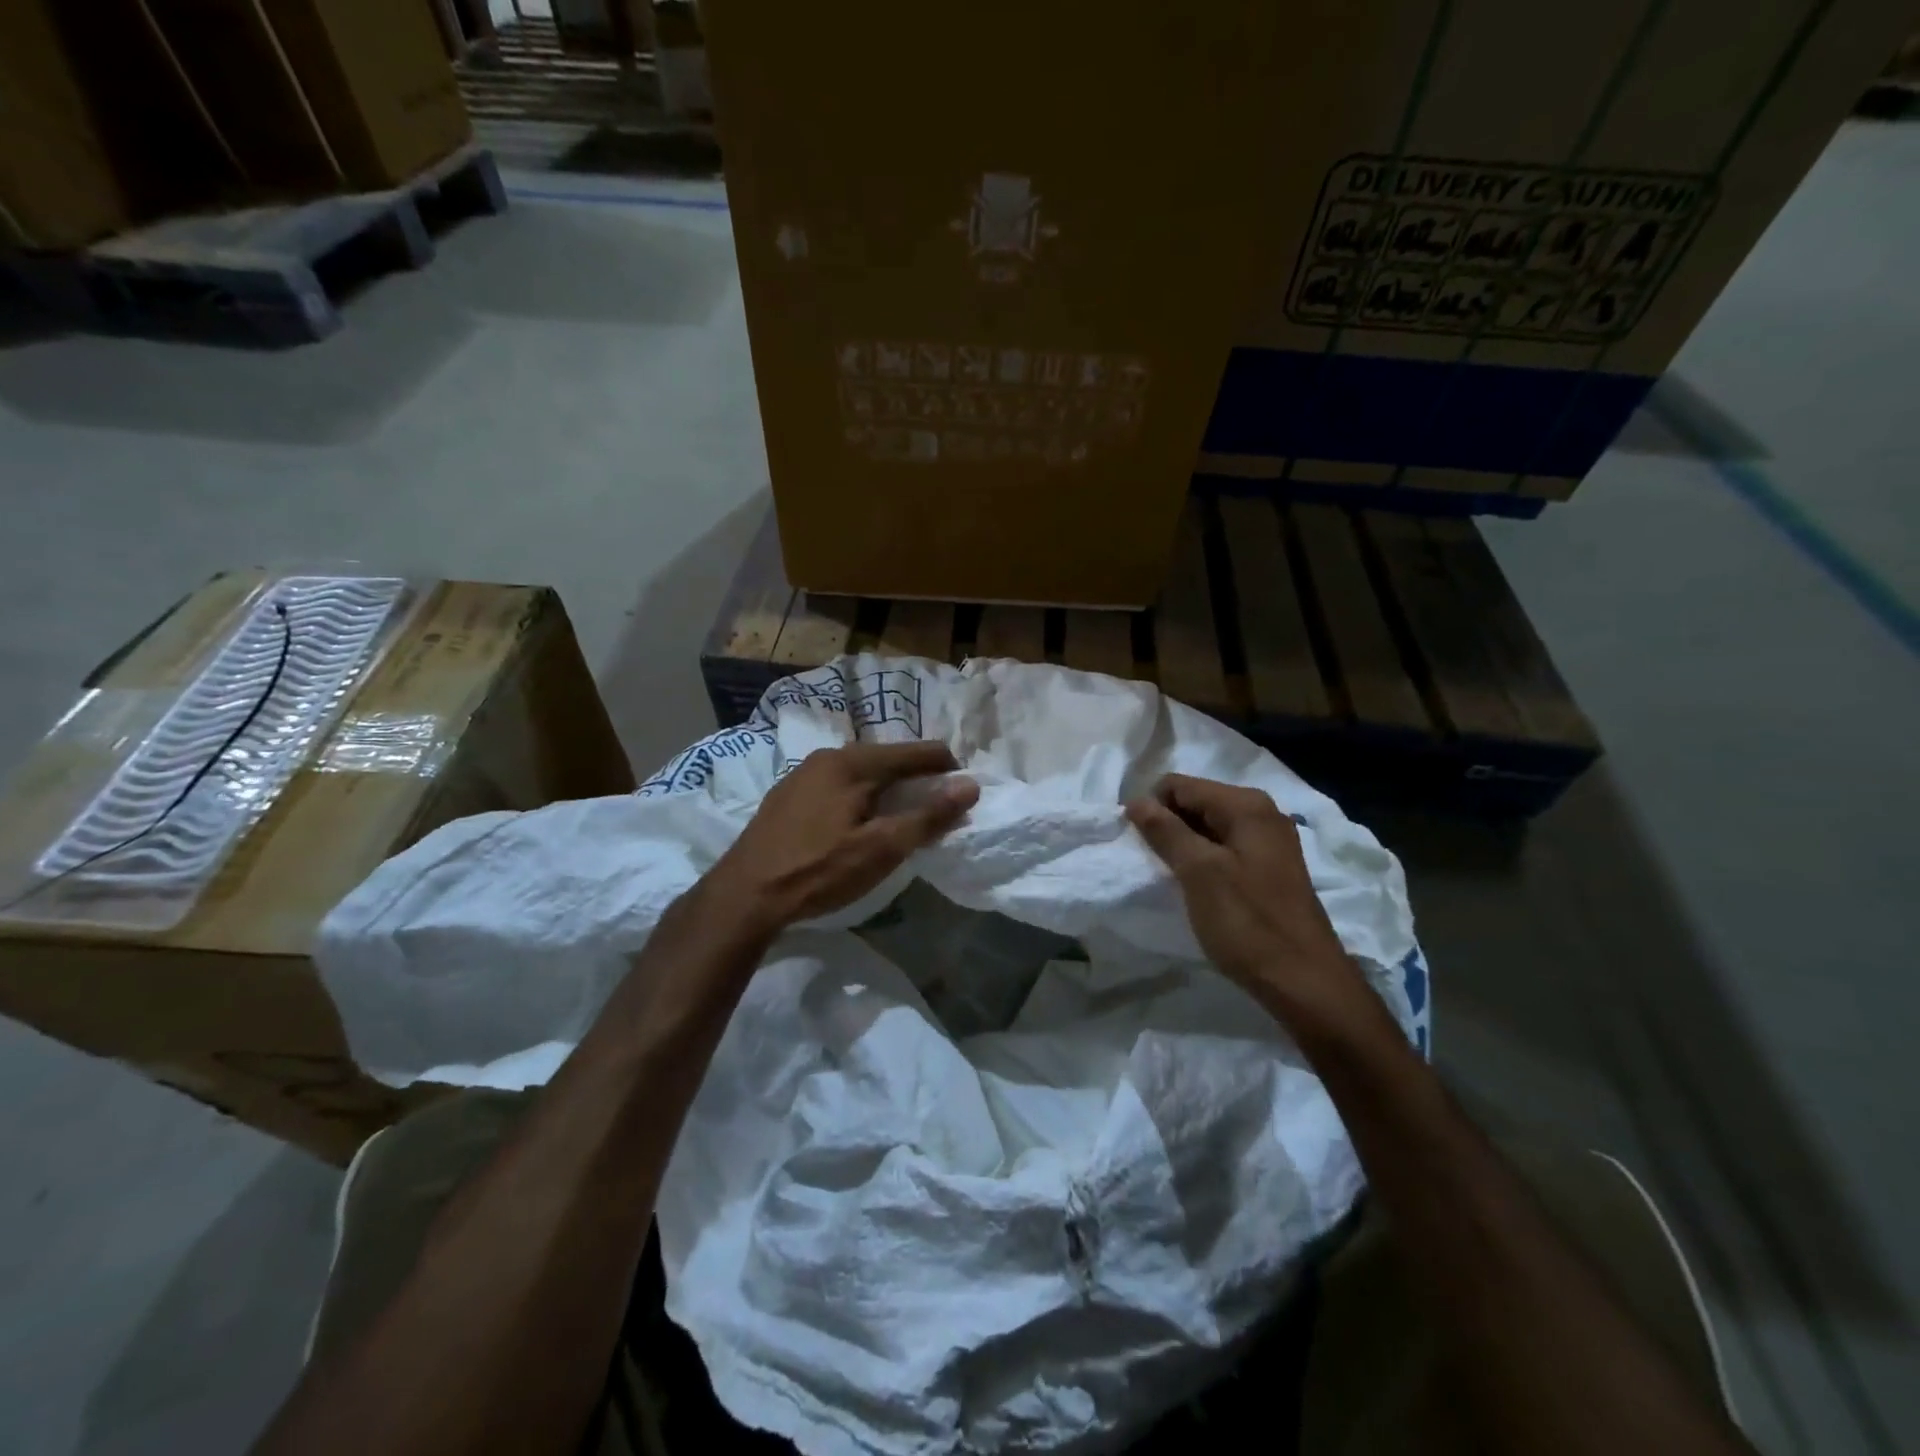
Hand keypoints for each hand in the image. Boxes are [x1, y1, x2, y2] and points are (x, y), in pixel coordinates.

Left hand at [706, 741, 978, 936]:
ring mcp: (803, 774)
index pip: (917, 752)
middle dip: (919, 781)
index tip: (964, 796)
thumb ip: (928, 816)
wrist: (743, 895)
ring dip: (889, 790)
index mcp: (853, 762)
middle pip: (889, 759)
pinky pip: (840, 785)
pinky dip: (862, 797)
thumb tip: (970, 786)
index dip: (947, 770)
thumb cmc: (818, 870)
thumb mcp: (881, 848)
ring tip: (901, 820)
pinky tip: (859, 824)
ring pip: (863, 772)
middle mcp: (828, 756)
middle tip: (935, 813)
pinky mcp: (789, 795)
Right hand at [1125, 774, 1372, 1036]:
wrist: (1304, 981)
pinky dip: (1205, 861)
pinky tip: (1199, 888)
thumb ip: (1165, 831)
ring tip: (1174, 878)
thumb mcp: (1198, 872)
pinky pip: (1226, 848)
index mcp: (1246, 805)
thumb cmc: (1247, 923)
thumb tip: (1136, 801)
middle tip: (1155, 863)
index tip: (1138, 843)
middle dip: (1169, 825)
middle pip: (1196, 802)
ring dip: (1185, 846)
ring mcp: (1270, 841)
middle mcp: (1262, 813)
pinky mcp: (1271, 868)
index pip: (1180, 785)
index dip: (1152, 808)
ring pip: (1209, 827)